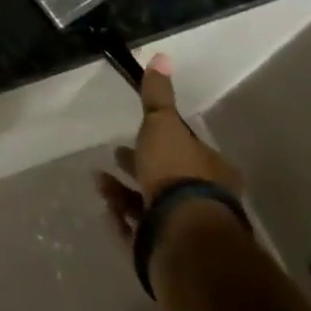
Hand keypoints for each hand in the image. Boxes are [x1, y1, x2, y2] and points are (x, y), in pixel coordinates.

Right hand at [95, 53, 243, 248]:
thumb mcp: (163, 124)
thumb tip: (162, 56)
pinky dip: (122, 220)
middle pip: (167, 179)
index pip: (186, 148)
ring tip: (99, 182)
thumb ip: (158, 95)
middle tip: (114, 155)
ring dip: (122, 192)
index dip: (161, 139)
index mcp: (211, 169)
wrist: (183, 238)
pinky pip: (139, 233)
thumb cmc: (177, 173)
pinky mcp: (166, 253)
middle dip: (138, 166)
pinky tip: (107, 210)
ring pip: (149, 206)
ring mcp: (185, 230)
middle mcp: (204, 200)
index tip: (136, 133)